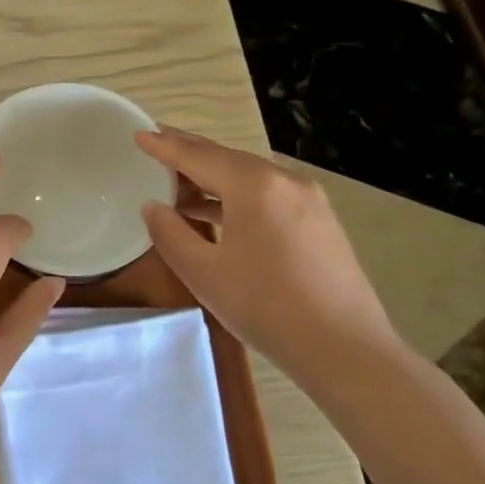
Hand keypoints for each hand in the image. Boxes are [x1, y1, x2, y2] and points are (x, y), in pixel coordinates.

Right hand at [136, 129, 400, 370]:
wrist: (345, 350)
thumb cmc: (266, 307)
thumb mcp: (203, 273)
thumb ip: (170, 233)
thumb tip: (153, 206)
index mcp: (253, 186)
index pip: (198, 156)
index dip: (164, 146)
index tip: (138, 134)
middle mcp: (284, 180)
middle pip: (226, 158)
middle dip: (189, 152)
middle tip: (156, 146)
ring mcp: (308, 199)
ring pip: (249, 175)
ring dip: (212, 176)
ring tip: (178, 184)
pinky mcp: (319, 220)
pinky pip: (268, 193)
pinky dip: (237, 194)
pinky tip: (217, 211)